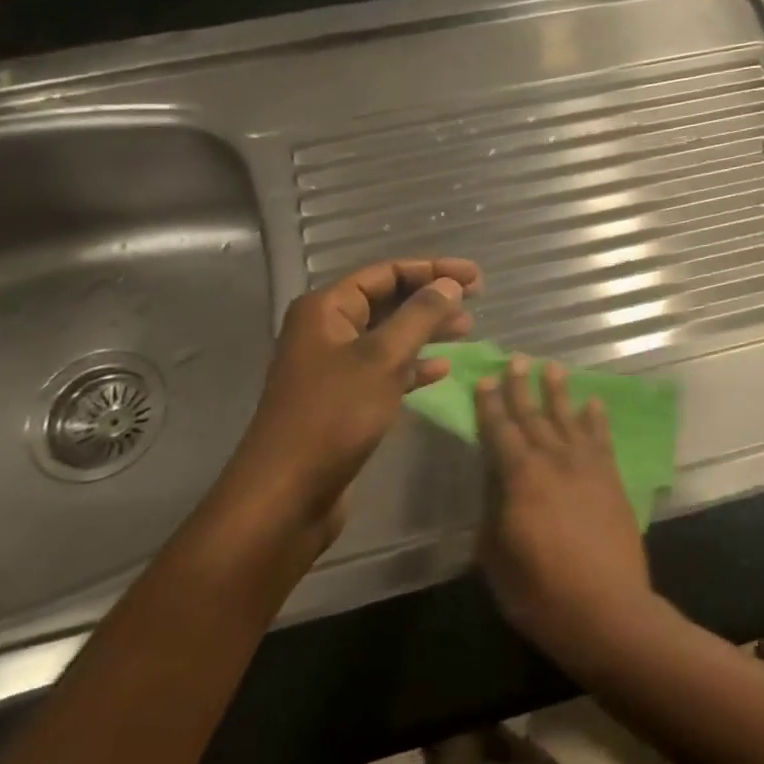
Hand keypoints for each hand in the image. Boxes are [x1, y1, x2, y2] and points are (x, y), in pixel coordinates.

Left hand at [218, 258, 480, 553]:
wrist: (287, 494)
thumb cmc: (334, 416)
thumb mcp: (383, 359)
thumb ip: (419, 317)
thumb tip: (449, 284)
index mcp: (326, 310)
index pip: (385, 273)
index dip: (432, 270)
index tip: (475, 276)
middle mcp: (327, 331)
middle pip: (387, 301)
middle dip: (431, 298)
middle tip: (475, 299)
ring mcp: (334, 367)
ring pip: (389, 336)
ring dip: (427, 330)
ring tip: (467, 328)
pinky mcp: (343, 400)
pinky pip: (384, 370)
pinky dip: (413, 366)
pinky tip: (442, 369)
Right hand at [475, 357, 655, 665]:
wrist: (607, 610)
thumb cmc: (541, 592)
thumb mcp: (497, 558)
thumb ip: (493, 514)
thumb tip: (494, 486)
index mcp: (519, 478)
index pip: (499, 432)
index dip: (490, 405)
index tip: (486, 380)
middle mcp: (553, 461)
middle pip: (533, 416)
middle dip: (521, 388)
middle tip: (517, 360)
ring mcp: (587, 468)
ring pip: (568, 419)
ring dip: (558, 393)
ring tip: (552, 369)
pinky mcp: (612, 479)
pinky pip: (602, 439)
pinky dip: (596, 419)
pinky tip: (593, 403)